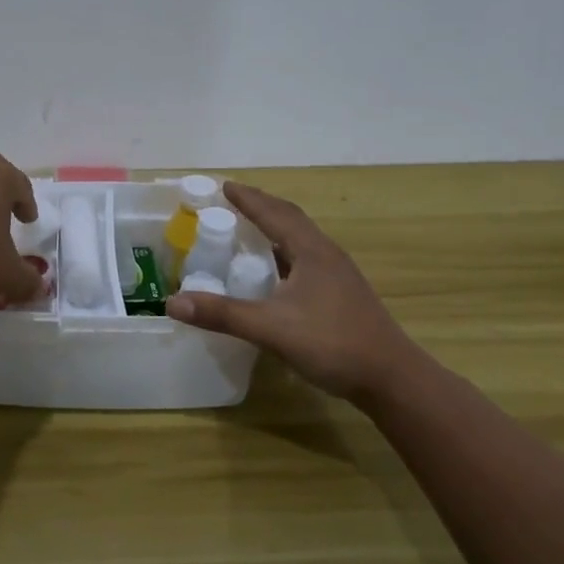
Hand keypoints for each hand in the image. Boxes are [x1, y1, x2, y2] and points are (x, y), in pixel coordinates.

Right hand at [167, 181, 426, 404]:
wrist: (391, 378)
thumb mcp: (270, 328)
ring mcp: (338, 275)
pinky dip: (285, 253)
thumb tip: (173, 302)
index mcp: (311, 251)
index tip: (224, 186)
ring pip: (301, 240)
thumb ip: (222, 314)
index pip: (274, 214)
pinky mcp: (342, 294)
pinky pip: (307, 259)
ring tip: (250, 230)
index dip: (248, 199)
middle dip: (262, 207)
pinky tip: (275, 272)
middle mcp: (326, 255)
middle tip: (233, 201)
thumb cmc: (332, 343)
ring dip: (275, 228)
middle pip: (291, 219)